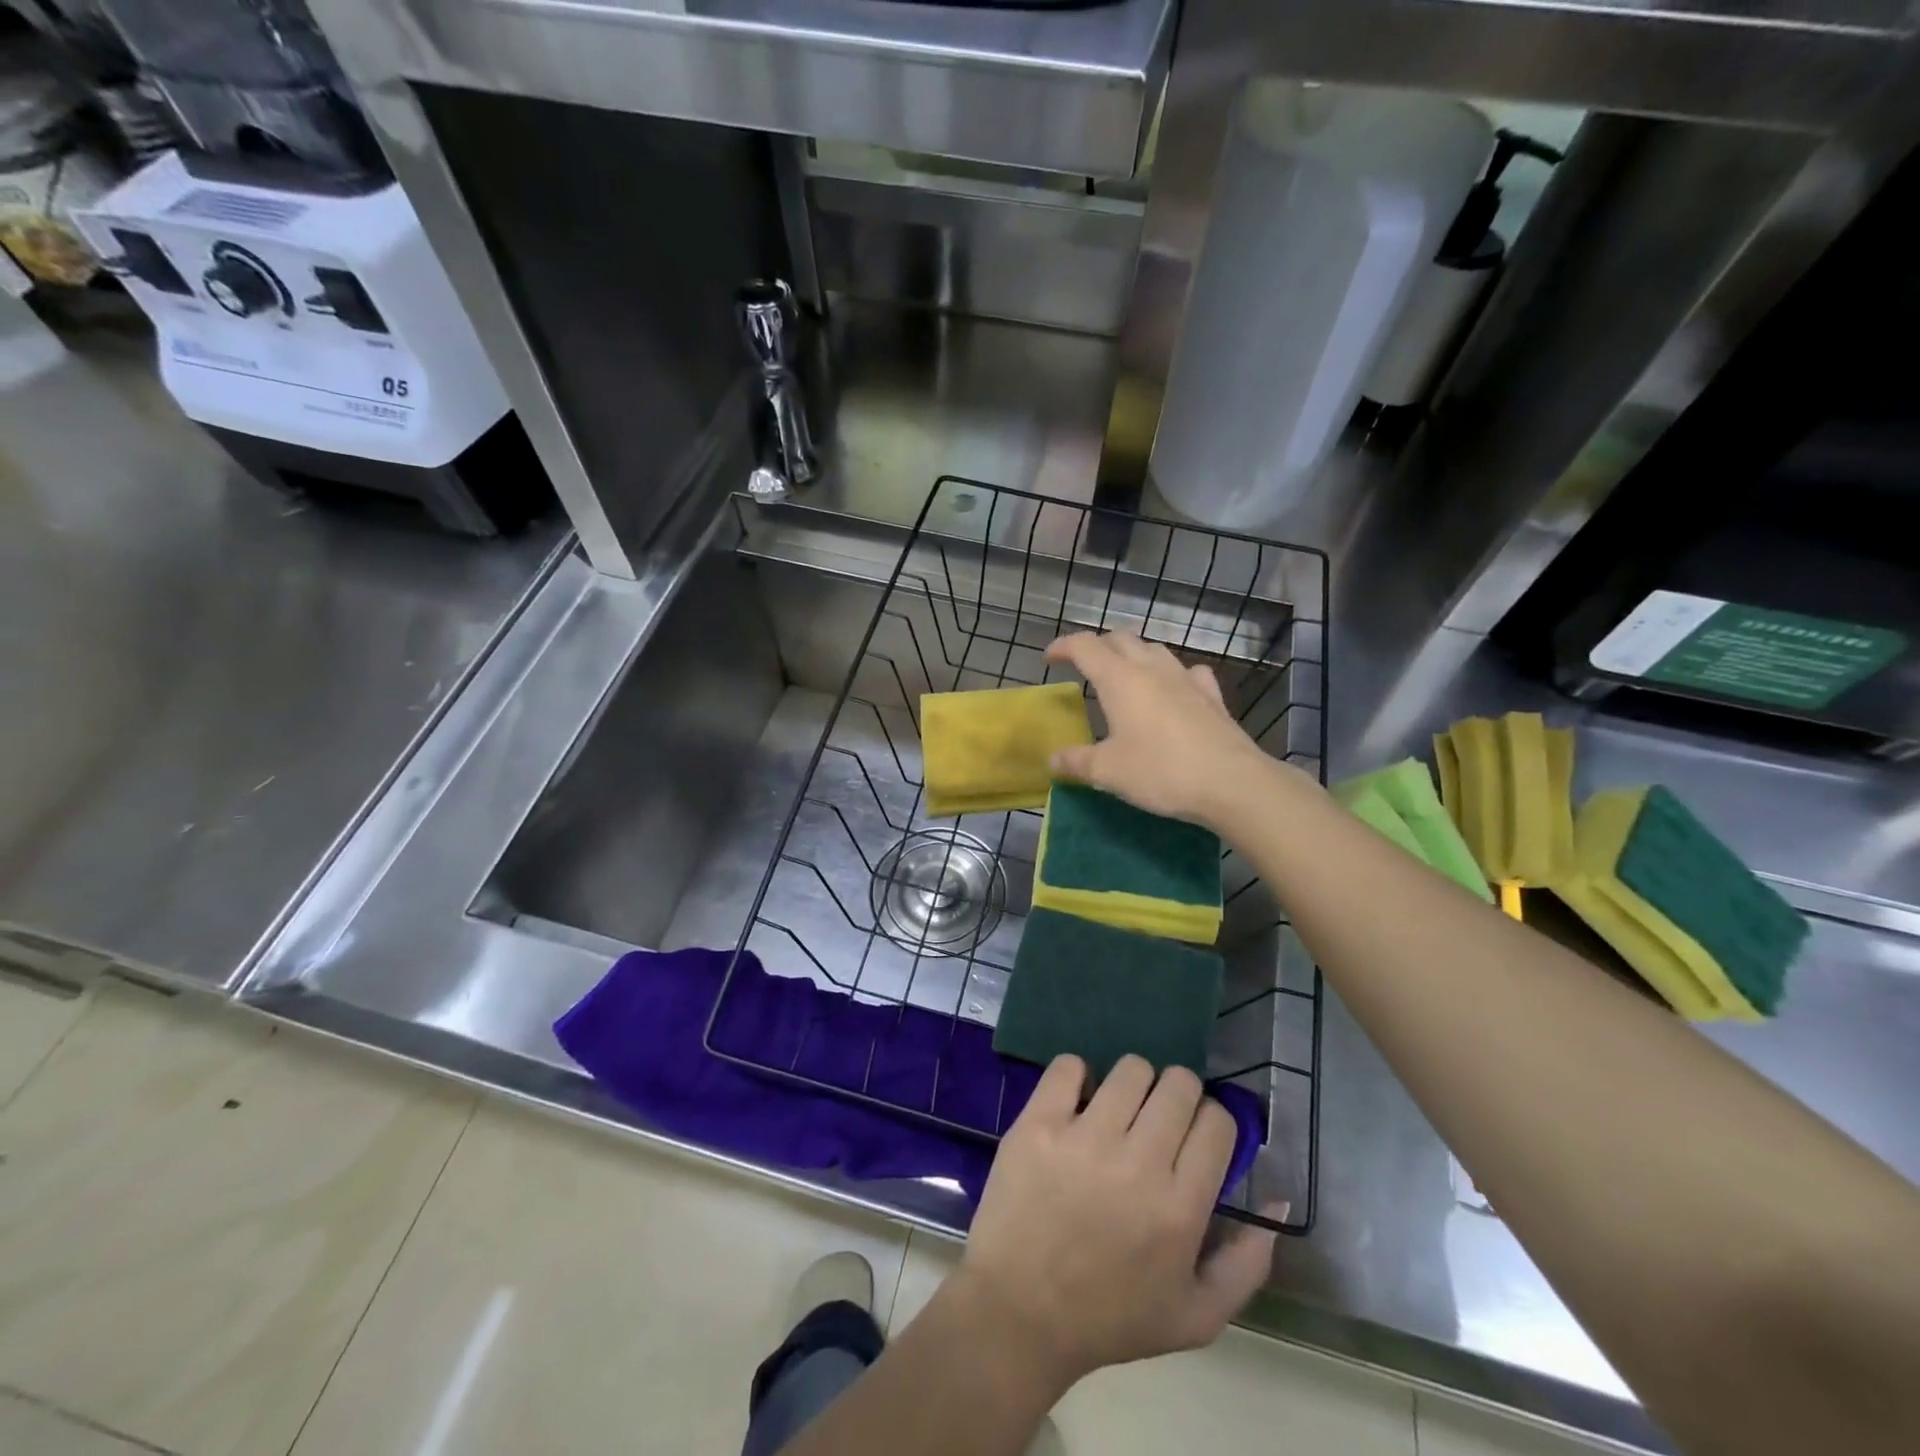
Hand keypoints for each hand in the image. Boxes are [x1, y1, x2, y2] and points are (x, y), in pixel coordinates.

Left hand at [955, 1055, 1281, 1388]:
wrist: (1020, 1311)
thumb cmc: (1110, 1317)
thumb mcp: (1196, 1317)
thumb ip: (1247, 1265)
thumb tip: (1274, 1200)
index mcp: (1181, 1208)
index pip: (1217, 1123)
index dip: (1210, 1123)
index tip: (1193, 1137)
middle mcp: (1139, 1163)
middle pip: (1179, 1084)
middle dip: (1177, 1095)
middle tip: (1157, 1120)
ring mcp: (1086, 1138)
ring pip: (1131, 1069)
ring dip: (1132, 1084)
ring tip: (1118, 1110)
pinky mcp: (1040, 1123)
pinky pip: (1069, 1066)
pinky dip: (1077, 1075)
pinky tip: (1076, 1102)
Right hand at [1044, 631, 1284, 829]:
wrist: (1231, 782)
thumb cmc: (1160, 771)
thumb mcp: (1108, 772)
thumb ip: (1077, 761)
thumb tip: (1054, 759)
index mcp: (1119, 679)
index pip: (1085, 646)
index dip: (1063, 646)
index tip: (1050, 657)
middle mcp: (1151, 668)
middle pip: (1120, 638)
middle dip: (1098, 646)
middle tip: (1084, 666)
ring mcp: (1185, 679)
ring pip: (1155, 649)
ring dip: (1134, 654)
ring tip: (1125, 675)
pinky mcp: (1212, 696)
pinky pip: (1188, 672)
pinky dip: (1173, 675)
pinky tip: (1174, 691)